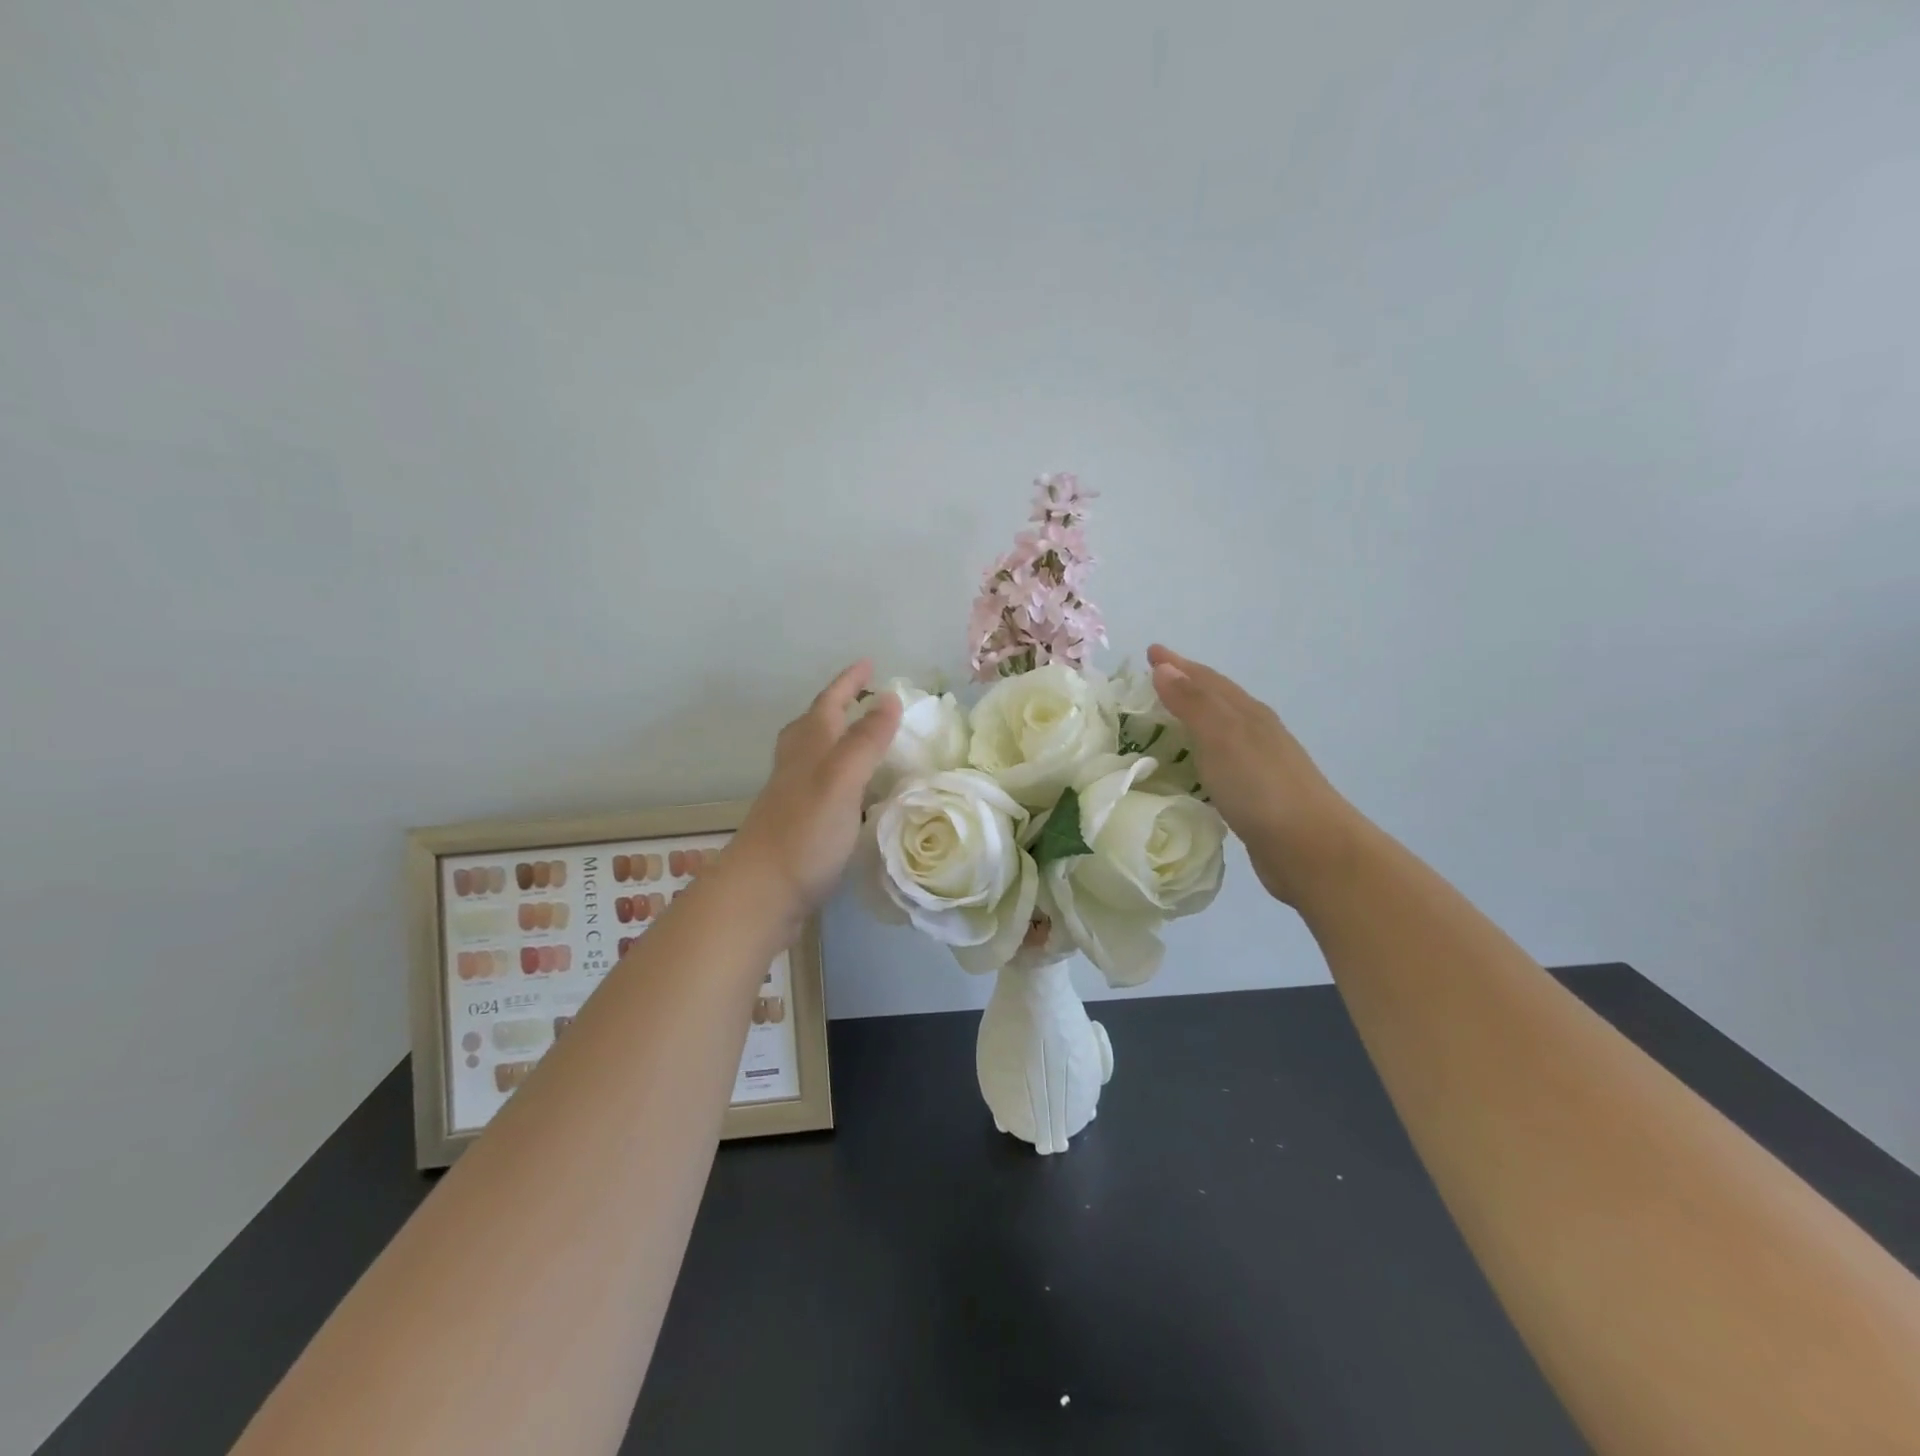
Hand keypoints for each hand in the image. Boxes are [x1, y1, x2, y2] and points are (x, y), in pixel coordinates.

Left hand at [730, 661, 902, 923]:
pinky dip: (839, 779)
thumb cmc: (803, 834)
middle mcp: (797, 767)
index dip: (849, 682)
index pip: (829, 704)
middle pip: (812, 726)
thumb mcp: (840, 780)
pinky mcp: (796, 827)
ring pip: (813, 756)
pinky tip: (854, 797)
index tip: (869, 664)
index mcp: (809, 749)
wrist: (759, 895)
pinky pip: (820, 787)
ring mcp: (793, 798)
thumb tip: (888, 698)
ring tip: (860, 740)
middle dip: (836, 706)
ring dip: (835, 740)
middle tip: (861, 698)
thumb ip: (864, 741)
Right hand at [1147, 645, 1357, 906]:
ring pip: (1218, 731)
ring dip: (1192, 720)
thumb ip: (1192, 703)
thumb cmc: (1261, 787)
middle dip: (1185, 686)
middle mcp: (1256, 732)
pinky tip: (1191, 768)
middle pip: (1216, 700)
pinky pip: (1219, 763)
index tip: (1150, 652)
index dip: (1177, 664)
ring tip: (1164, 721)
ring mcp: (1259, 765)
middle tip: (1151, 681)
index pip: (1206, 679)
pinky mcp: (1255, 796)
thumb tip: (1164, 667)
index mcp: (1247, 713)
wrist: (1311, 848)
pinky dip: (1200, 755)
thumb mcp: (1221, 738)